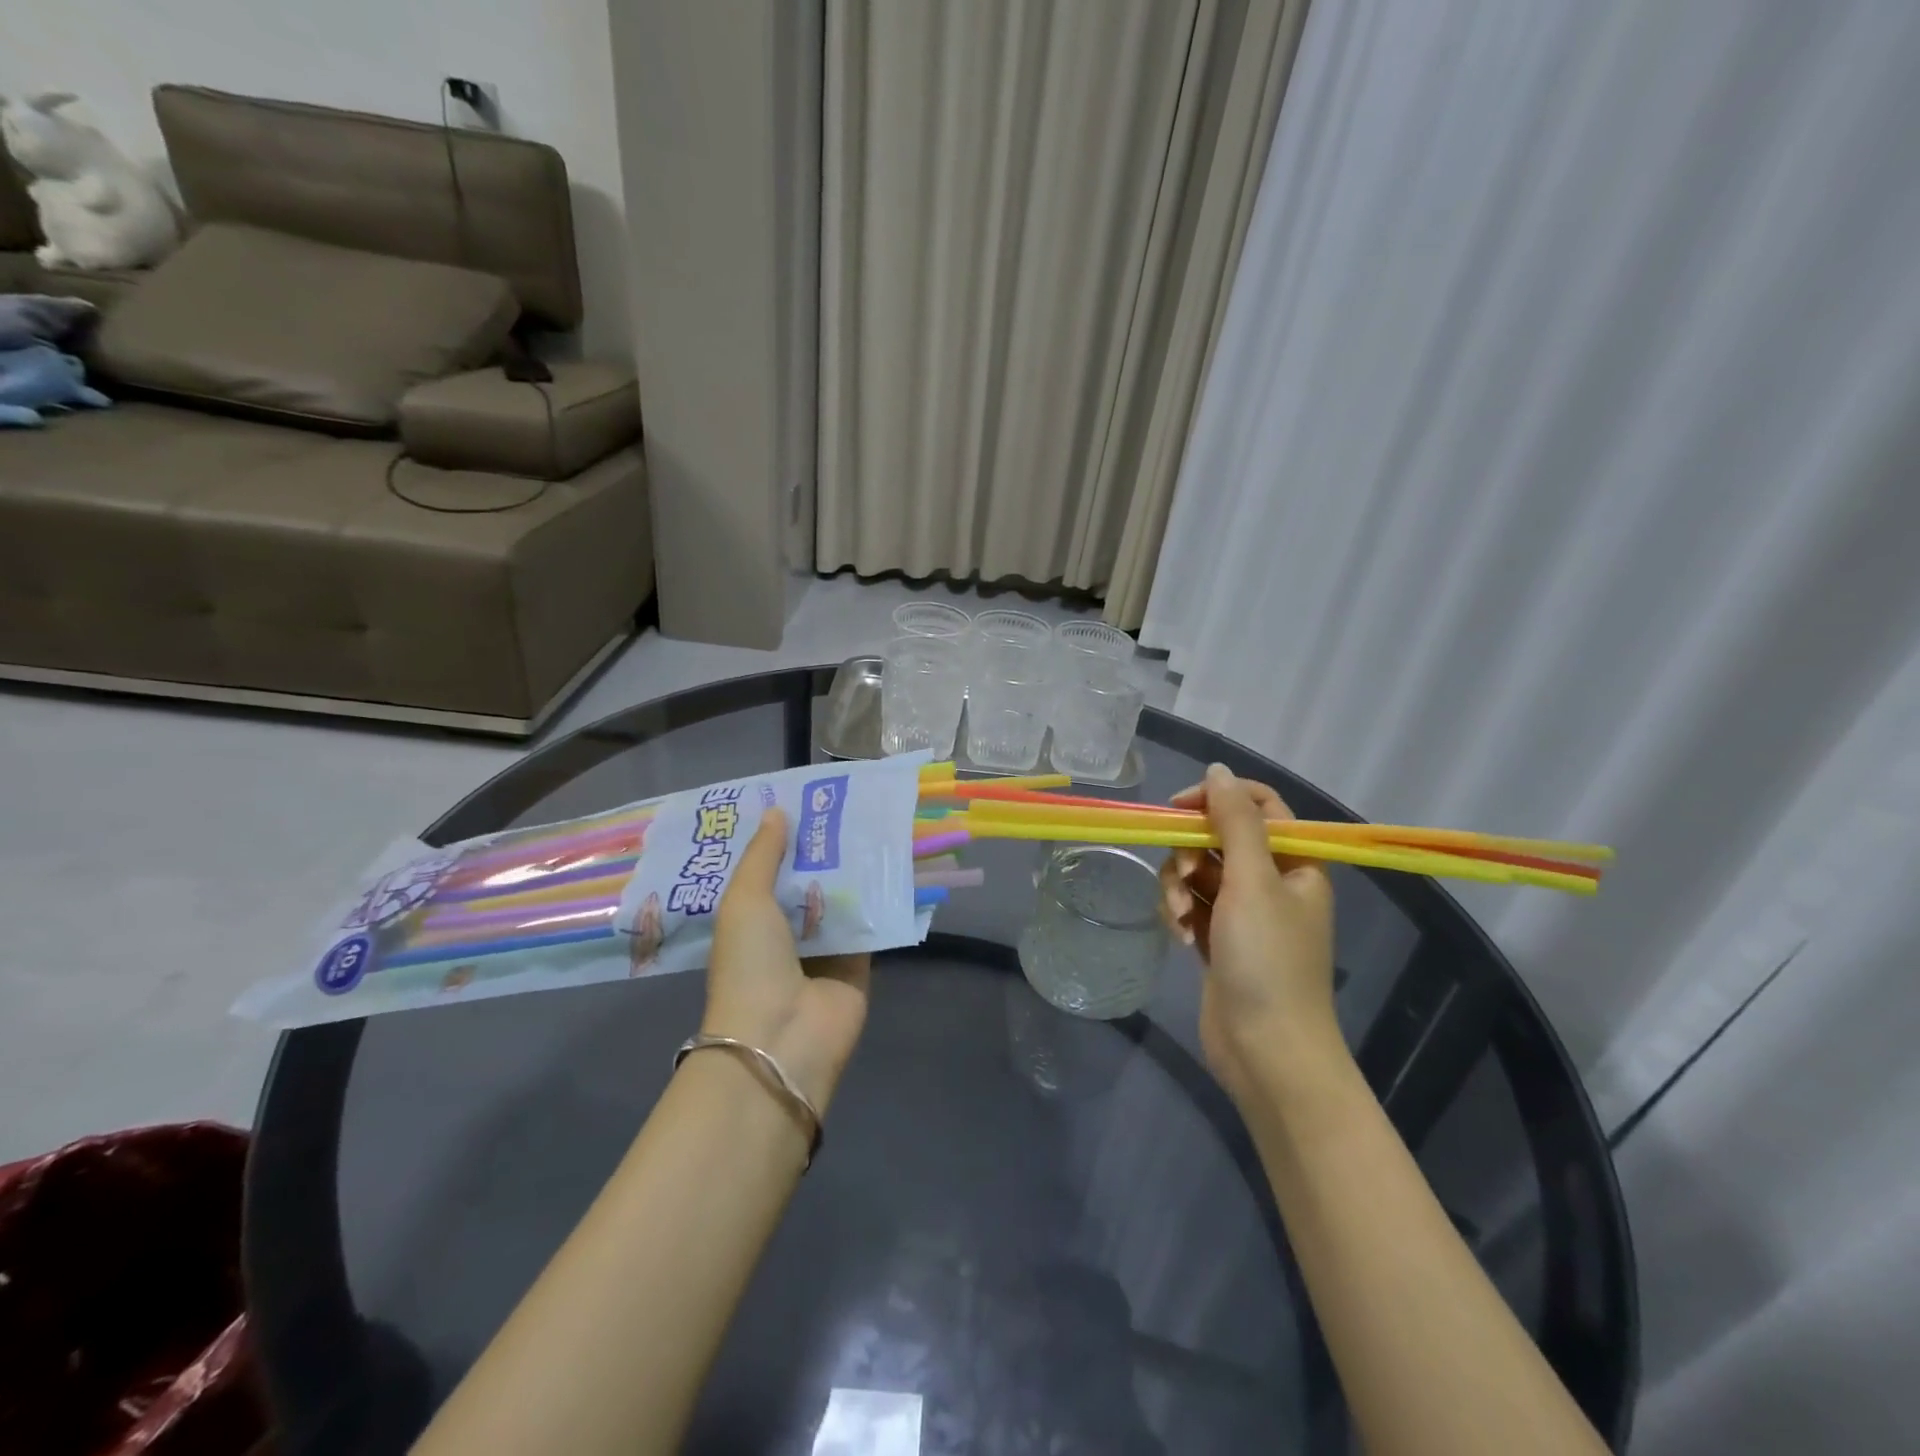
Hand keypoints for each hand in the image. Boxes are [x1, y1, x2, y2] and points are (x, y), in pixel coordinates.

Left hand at [701, 808, 870, 1113]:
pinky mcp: (858, 963)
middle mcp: (786, 932)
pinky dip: (881, 899)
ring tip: (874, 822)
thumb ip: (763, 855)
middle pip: (808, 881)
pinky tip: (895, 862)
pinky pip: (870, 923)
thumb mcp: (745, 900)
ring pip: (842, 898)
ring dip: (854, 869)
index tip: (802, 801)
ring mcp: (824, 949)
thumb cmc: (751, 963)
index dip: (782, 839)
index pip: (768, 870)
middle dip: (823, 849)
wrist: (782, 1037)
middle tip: (846, 804)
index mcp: (751, 919)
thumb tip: (778, 811)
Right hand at [1161, 764, 1341, 1104]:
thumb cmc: (1268, 959)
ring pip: (1199, 872)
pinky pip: (1192, 905)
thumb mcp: (1253, 881)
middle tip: (1183, 876)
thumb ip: (1234, 820)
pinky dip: (1180, 913)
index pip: (1259, 805)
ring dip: (1179, 886)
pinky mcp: (1219, 940)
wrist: (1266, 1051)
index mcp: (1296, 863)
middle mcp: (1272, 882)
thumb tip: (1217, 769)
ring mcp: (1244, 914)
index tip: (1179, 808)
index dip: (1217, 798)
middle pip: (1220, 838)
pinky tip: (1178, 937)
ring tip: (1179, 916)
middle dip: (1191, 852)